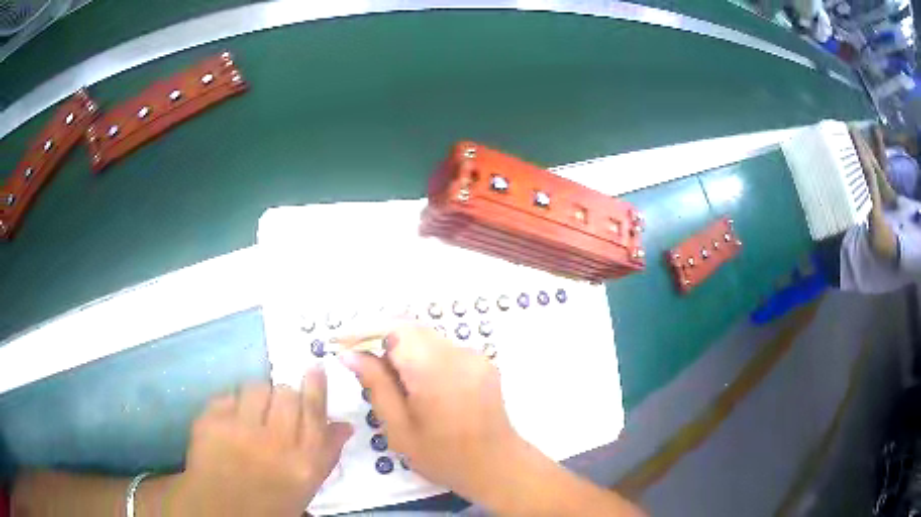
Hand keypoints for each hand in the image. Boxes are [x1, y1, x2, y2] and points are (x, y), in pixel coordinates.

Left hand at [167, 370, 352, 515]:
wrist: (222, 509)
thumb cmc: (272, 501)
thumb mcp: (306, 485)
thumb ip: (327, 453)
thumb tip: (344, 424)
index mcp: (302, 463)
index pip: (313, 411)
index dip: (316, 386)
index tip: (315, 367)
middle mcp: (273, 443)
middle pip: (286, 394)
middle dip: (285, 396)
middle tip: (278, 408)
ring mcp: (238, 430)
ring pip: (256, 388)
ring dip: (258, 397)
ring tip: (252, 415)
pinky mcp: (211, 422)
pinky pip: (228, 396)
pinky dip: (232, 406)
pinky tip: (231, 423)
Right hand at [339, 326, 523, 500]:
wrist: (496, 465)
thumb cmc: (442, 456)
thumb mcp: (399, 427)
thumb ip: (375, 385)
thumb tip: (350, 354)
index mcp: (434, 369)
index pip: (394, 328)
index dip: (364, 330)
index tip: (340, 343)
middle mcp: (457, 353)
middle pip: (410, 329)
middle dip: (380, 339)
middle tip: (359, 362)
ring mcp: (474, 355)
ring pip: (426, 337)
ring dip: (401, 349)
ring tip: (386, 378)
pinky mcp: (482, 361)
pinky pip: (443, 348)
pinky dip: (421, 357)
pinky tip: (415, 383)